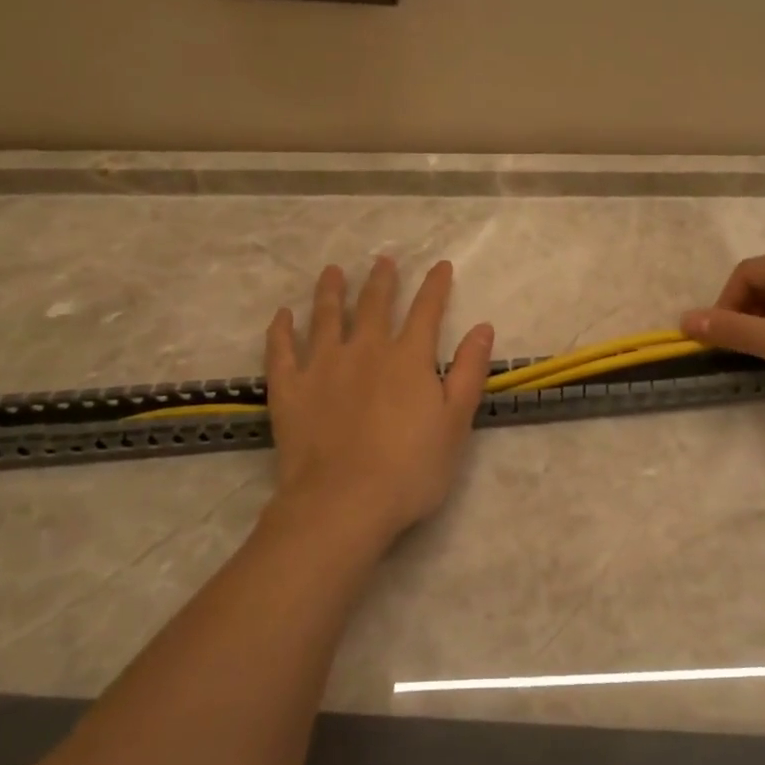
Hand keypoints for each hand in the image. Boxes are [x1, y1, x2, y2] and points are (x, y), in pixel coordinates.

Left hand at [261, 257, 493, 550]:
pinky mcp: (289, 388)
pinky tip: (283, 316)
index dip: (435, 286)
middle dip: (382, 281)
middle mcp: (365, 350)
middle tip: (383, 260)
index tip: (440, 266)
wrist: (343, 503)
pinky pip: (281, 349)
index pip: (426, 310)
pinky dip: (282, 329)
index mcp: (408, 358)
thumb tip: (483, 327)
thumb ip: (468, 372)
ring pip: (326, 316)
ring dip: (331, 291)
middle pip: (374, 305)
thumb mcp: (455, 423)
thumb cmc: (410, 469)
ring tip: (333, 272)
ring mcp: (322, 366)